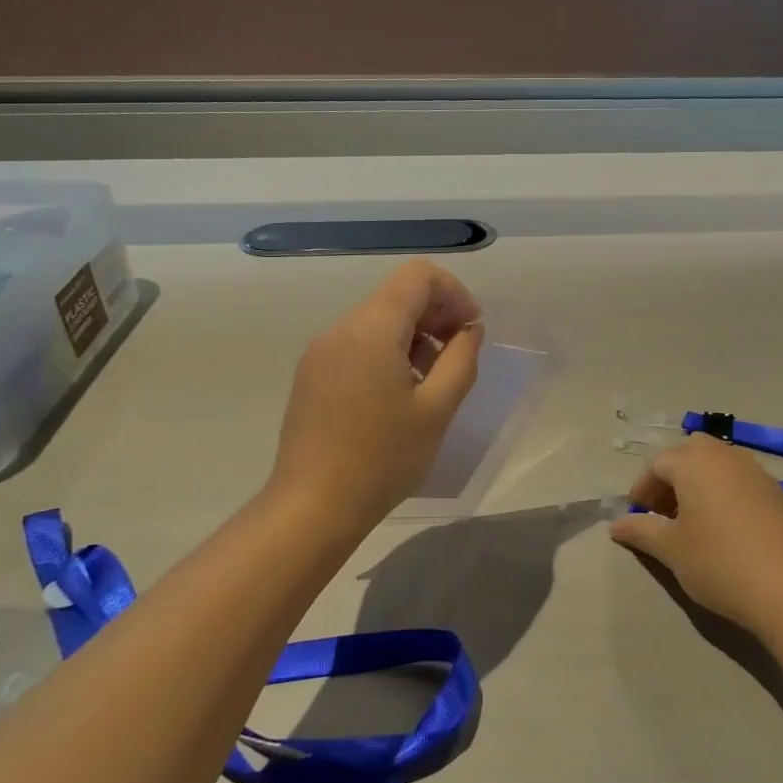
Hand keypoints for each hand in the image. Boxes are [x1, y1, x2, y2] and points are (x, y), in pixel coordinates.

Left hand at [269, 260, 484, 529]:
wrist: (312, 506)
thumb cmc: (383, 458)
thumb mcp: (437, 409)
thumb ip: (461, 359)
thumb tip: (468, 330)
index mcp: (372, 328)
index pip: (418, 276)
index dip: (453, 293)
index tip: (470, 329)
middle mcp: (341, 329)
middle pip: (397, 295)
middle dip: (436, 314)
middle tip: (459, 355)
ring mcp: (321, 352)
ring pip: (378, 320)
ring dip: (414, 336)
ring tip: (432, 381)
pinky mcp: (312, 374)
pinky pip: (358, 344)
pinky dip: (388, 352)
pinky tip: (400, 394)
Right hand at [610, 434, 782, 634]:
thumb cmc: (718, 562)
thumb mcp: (671, 549)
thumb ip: (641, 531)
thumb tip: (617, 525)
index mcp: (694, 462)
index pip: (658, 463)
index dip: (643, 488)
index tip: (638, 515)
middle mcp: (725, 456)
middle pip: (690, 453)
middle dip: (673, 476)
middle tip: (664, 511)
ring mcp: (756, 471)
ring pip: (718, 464)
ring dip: (700, 482)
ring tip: (694, 521)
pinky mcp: (778, 492)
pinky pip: (741, 480)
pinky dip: (725, 492)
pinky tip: (725, 528)